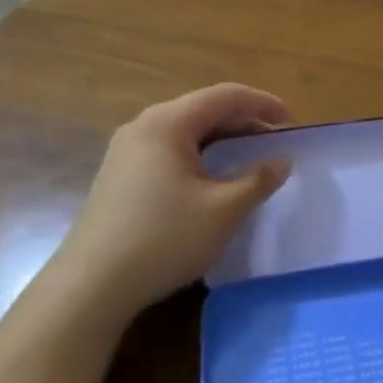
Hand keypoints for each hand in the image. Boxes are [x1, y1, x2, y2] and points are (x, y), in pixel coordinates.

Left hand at [60, 83, 291, 316]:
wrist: (91, 286)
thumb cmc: (164, 239)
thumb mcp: (224, 210)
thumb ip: (258, 180)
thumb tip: (281, 161)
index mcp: (168, 122)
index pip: (225, 96)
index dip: (263, 103)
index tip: (292, 121)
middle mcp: (144, 126)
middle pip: (203, 109)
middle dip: (243, 121)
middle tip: (274, 141)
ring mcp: (126, 151)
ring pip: (185, 131)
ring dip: (221, 139)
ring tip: (249, 158)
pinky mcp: (119, 176)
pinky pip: (169, 150)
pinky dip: (199, 155)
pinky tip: (211, 179)